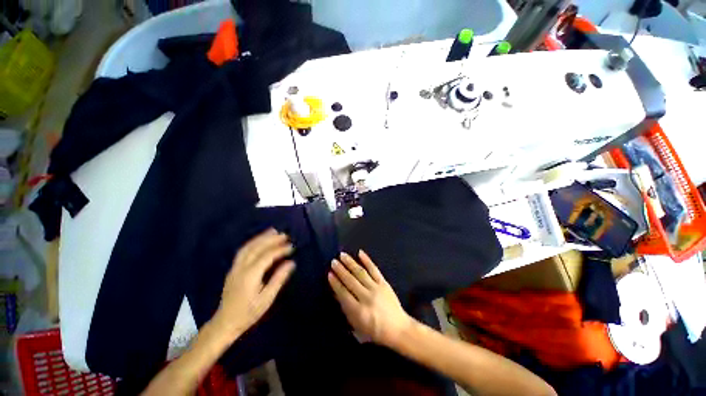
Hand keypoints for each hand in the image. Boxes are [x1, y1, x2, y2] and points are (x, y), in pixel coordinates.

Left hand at [211, 229, 295, 340]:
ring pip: (248, 247)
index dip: (280, 249)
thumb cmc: (248, 313)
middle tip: (284, 234)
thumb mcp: (267, 298)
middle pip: (256, 247)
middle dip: (271, 239)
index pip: (267, 256)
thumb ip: (279, 279)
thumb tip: (291, 263)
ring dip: (261, 237)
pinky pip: (243, 251)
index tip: (291, 247)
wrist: (225, 323)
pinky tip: (260, 240)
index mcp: (250, 275)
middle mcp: (241, 268)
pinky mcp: (233, 269)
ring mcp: (235, 267)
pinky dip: (253, 242)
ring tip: (273, 231)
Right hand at [328, 250, 412, 346]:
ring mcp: (376, 288)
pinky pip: (374, 269)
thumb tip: (336, 293)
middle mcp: (367, 298)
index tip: (329, 274)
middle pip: (351, 281)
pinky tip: (360, 253)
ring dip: (350, 263)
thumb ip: (346, 310)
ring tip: (342, 255)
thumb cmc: (375, 331)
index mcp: (359, 312)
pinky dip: (367, 260)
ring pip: (360, 273)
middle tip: (333, 261)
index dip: (335, 283)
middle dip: (341, 270)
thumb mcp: (357, 327)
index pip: (343, 293)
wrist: (398, 329)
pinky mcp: (384, 283)